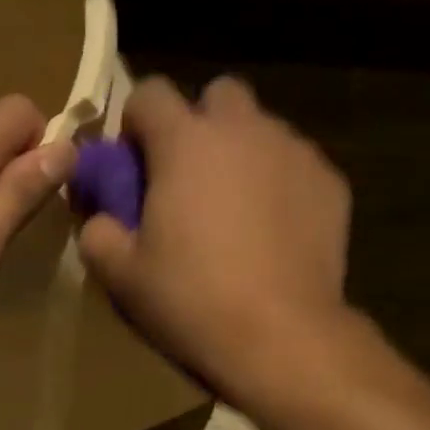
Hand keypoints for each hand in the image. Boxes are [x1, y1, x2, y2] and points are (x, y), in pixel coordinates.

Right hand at [79, 76, 351, 401]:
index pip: (150, 93)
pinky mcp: (331, 183)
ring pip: (262, 130)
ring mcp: (295, 152)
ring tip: (236, 215)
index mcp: (185, 142)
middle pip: (217, 96)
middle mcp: (244, 129)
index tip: (134, 166)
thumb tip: (99, 219)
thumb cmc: (192, 301)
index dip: (136, 124)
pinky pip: (296, 167)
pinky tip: (274, 234)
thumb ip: (98, 234)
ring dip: (242, 155)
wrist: (280, 336)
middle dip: (199, 126)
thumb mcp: (123, 277)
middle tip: (189, 183)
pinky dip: (280, 186)